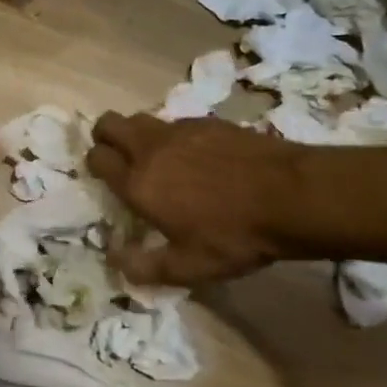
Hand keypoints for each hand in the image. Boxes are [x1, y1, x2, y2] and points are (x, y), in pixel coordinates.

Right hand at [87, 112, 294, 287]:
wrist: (291, 195)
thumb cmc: (234, 236)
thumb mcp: (189, 267)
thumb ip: (146, 267)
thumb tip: (115, 261)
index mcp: (138, 183)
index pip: (97, 158)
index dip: (95, 165)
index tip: (105, 177)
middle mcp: (150, 149)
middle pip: (109, 123)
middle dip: (105, 136)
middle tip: (117, 155)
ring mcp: (179, 130)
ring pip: (141, 118)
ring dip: (138, 134)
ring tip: (157, 158)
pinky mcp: (207, 121)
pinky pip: (175, 122)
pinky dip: (174, 135)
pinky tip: (197, 156)